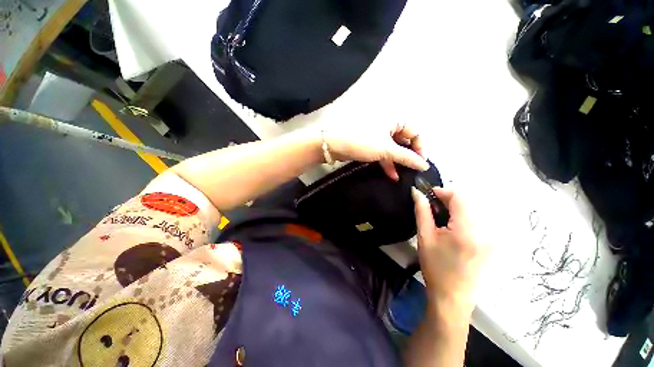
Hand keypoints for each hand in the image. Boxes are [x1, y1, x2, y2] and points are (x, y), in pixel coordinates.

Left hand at [322, 123, 428, 179]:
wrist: (334, 145)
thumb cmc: (362, 142)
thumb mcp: (386, 149)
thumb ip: (406, 157)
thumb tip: (425, 165)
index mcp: (394, 120)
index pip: (415, 132)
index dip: (420, 147)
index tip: (421, 163)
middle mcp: (388, 126)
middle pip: (405, 141)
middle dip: (409, 156)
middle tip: (413, 170)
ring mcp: (378, 137)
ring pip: (393, 149)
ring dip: (398, 162)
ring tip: (405, 176)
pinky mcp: (370, 145)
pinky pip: (383, 153)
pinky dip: (387, 163)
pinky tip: (392, 175)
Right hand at [412, 187, 487, 312]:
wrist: (452, 296)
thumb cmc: (435, 266)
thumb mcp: (425, 236)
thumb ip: (422, 211)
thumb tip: (417, 192)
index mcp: (468, 230)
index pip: (460, 197)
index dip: (443, 191)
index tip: (429, 195)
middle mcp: (486, 231)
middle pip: (469, 201)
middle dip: (449, 198)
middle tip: (432, 206)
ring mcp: (493, 237)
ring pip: (474, 208)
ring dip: (456, 206)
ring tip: (441, 216)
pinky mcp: (493, 242)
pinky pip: (479, 219)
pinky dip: (464, 215)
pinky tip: (453, 225)